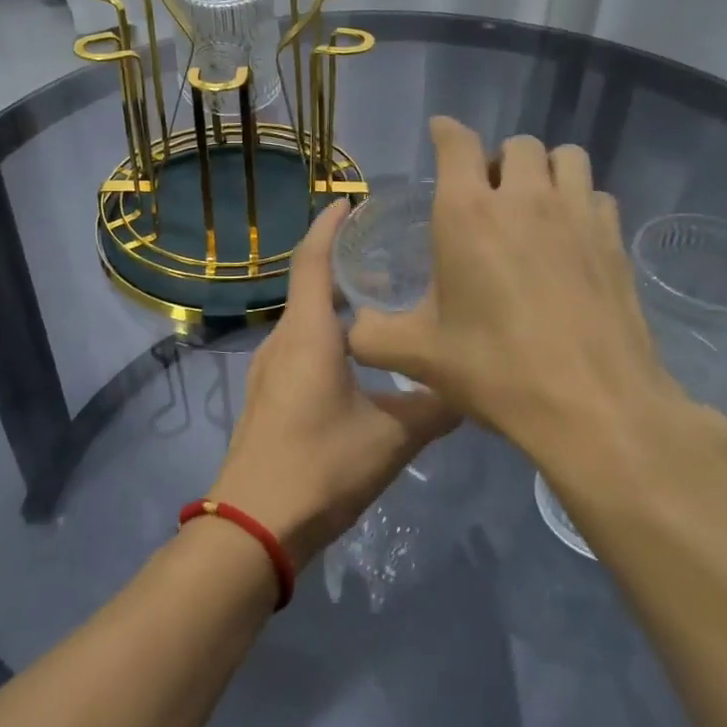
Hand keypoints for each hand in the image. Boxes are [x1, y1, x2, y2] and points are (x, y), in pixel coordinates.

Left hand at [208, 201, 458, 567]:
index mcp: (308, 334)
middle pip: (309, 284)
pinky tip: (359, 354)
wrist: (254, 526)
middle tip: (389, 251)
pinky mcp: (269, 395)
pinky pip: (300, 345)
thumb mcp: (393, 437)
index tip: (353, 200)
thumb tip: (473, 386)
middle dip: (343, 261)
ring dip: (336, 300)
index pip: (313, 259)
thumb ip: (435, 407)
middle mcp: (283, 340)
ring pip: (306, 318)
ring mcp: (269, 369)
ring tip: (382, 298)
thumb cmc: (321, 467)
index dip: (330, 225)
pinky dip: (328, 331)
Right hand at [346, 117, 726, 479]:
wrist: (592, 404)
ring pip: (565, 157)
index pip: (457, 142)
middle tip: (487, 196)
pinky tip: (571, 238)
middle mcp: (524, 197)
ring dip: (544, 170)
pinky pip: (596, 194)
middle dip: (497, 160)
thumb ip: (373, 336)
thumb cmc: (495, 370)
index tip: (440, 134)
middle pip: (517, 144)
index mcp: (467, 213)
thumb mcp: (419, 356)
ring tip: (533, 205)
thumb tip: (352, 330)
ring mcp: (576, 213)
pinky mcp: (613, 238)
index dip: (446, 132)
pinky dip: (579, 202)